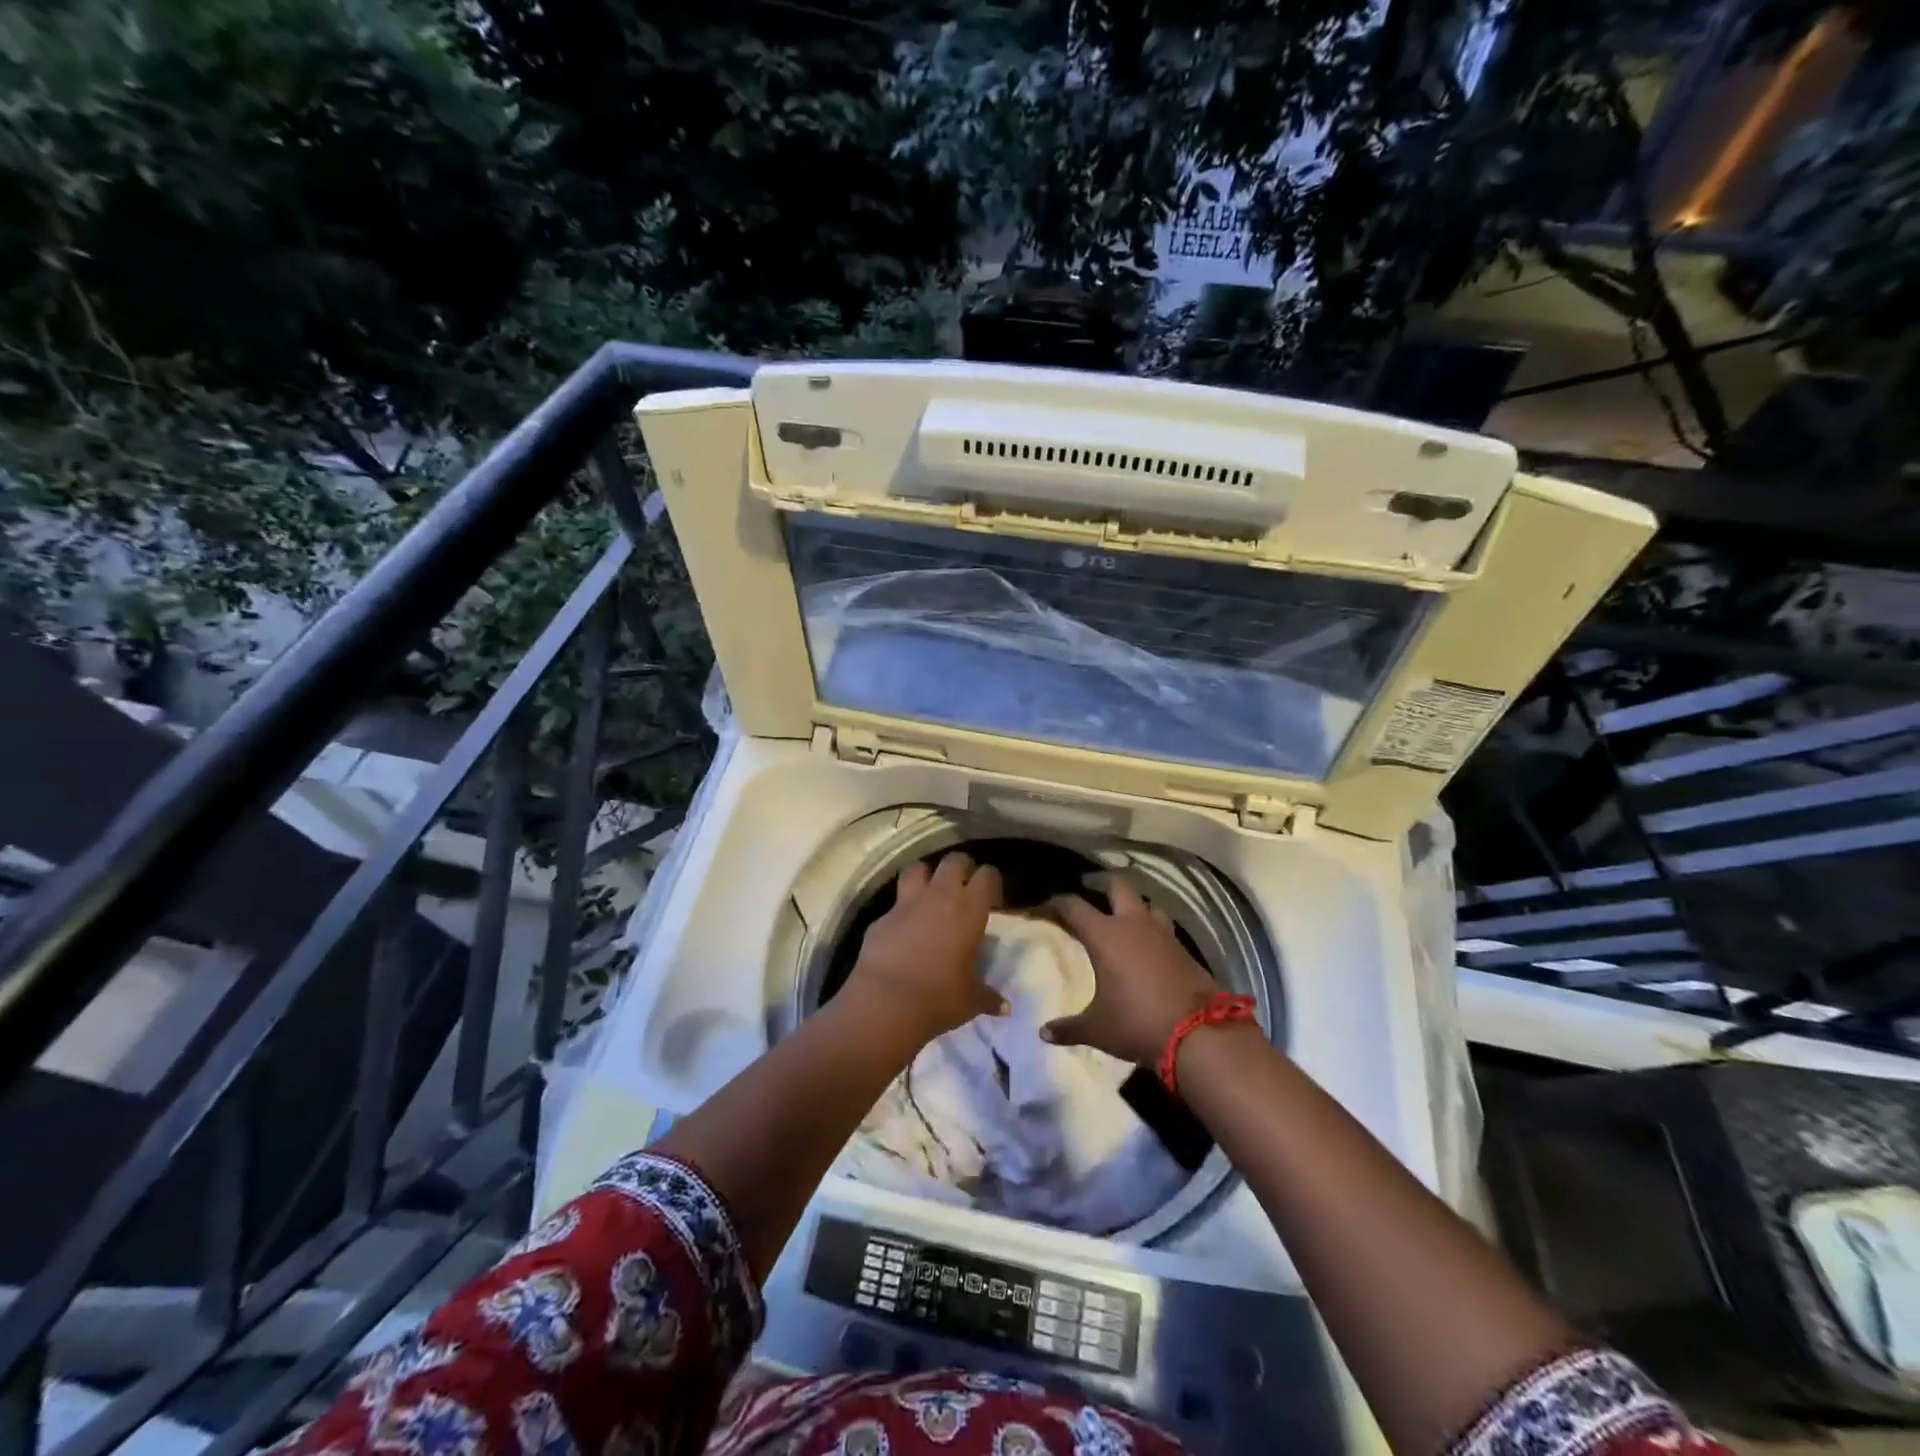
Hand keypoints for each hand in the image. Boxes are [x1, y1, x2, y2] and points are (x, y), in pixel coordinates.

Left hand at [843, 852, 1007, 1043]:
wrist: (887, 1002)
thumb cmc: (939, 998)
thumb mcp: (971, 1000)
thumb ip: (988, 997)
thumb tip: (1004, 1007)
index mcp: (969, 909)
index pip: (987, 875)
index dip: (991, 882)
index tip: (992, 898)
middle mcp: (940, 896)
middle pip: (954, 860)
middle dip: (961, 868)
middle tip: (964, 887)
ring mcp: (907, 902)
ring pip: (918, 867)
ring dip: (926, 875)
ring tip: (930, 891)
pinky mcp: (882, 916)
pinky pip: (895, 902)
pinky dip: (902, 909)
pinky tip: (903, 927)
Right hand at [1043, 877, 1218, 1064]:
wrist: (1198, 1033)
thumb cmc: (1137, 1022)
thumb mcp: (1098, 1029)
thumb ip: (1069, 1028)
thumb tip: (1044, 1033)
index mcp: (1105, 935)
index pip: (1074, 906)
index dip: (1058, 902)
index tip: (1047, 904)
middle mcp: (1133, 924)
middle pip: (1118, 886)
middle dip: (1102, 884)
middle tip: (1090, 890)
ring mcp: (1163, 933)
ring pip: (1146, 903)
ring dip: (1134, 906)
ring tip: (1123, 917)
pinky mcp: (1184, 948)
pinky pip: (1164, 927)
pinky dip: (1152, 929)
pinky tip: (1148, 945)